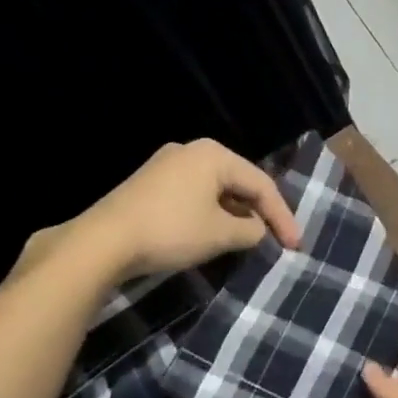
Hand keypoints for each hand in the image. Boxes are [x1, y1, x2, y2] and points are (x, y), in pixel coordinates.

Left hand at [15, 139, 299, 283]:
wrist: (102, 243)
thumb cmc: (171, 231)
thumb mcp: (221, 234)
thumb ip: (252, 230)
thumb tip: (257, 230)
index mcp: (214, 155)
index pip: (262, 184)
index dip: (283, 216)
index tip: (295, 246)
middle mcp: (191, 151)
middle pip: (239, 182)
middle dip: (260, 212)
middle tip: (278, 239)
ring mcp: (166, 166)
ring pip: (216, 189)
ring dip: (236, 214)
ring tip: (251, 239)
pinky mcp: (149, 185)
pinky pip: (194, 195)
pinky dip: (212, 213)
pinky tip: (216, 233)